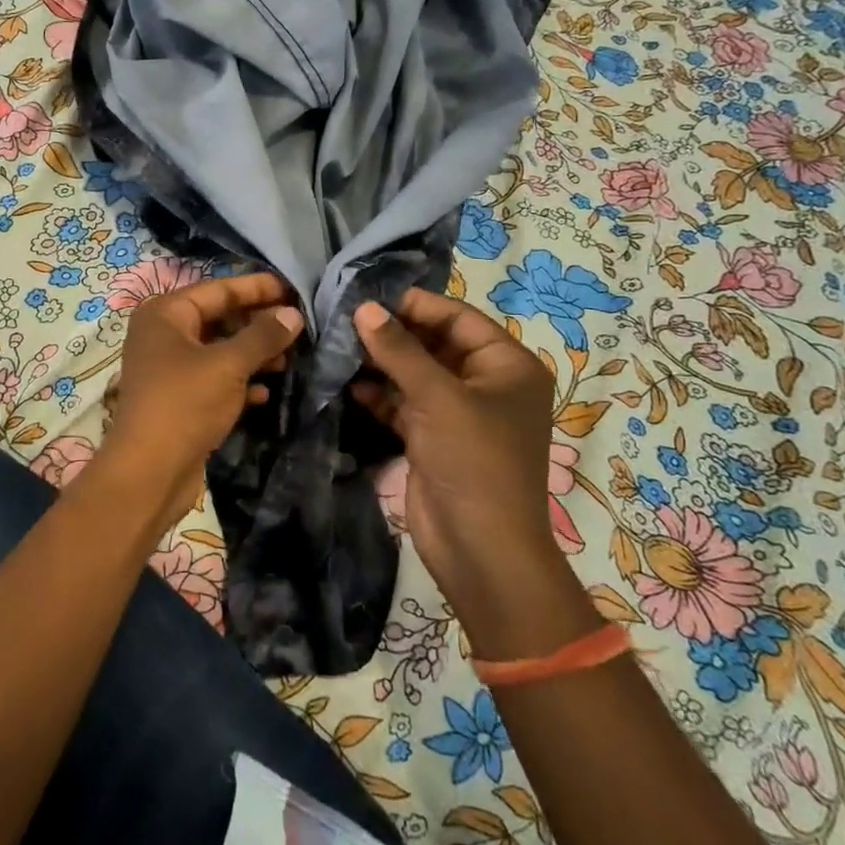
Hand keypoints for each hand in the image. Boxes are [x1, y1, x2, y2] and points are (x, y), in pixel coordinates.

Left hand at [98, 272, 303, 533]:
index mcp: (166, 313)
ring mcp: (169, 367)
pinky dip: (239, 381)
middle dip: (258, 323)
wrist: (148, 473)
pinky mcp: (178, 398)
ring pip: (219, 350)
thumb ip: (263, 336)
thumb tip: (293, 314)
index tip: (295, 289)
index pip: (219, 289)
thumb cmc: (185, 404)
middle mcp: (164, 334)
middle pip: (219, 318)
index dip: (258, 288)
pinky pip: (214, 378)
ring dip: (253, 354)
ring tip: (290, 359)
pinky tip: (266, 392)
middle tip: (299, 326)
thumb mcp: (228, 365)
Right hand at [353, 290, 590, 653]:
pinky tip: (347, 384)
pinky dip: (379, 394)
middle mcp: (486, 384)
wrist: (480, 550)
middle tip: (343, 318)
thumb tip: (364, 308)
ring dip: (381, 363)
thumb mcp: (437, 398)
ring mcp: (459, 413)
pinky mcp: (433, 438)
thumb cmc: (473, 461)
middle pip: (434, 344)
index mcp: (507, 366)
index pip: (457, 317)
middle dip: (392, 333)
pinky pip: (404, 403)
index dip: (414, 304)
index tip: (366, 294)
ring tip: (337, 346)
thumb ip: (399, 349)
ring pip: (415, 374)